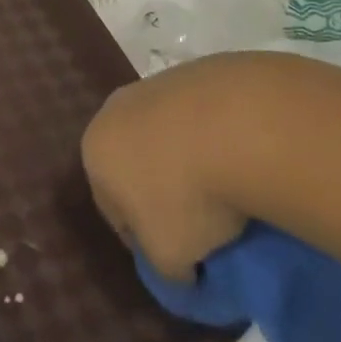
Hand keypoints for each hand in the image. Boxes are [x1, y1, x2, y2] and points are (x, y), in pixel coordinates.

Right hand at [82, 53, 270, 280]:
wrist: (241, 126)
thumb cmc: (187, 197)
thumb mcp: (170, 257)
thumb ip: (165, 270)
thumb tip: (182, 271)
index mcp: (95, 151)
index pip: (111, 208)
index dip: (144, 239)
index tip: (179, 257)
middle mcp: (115, 110)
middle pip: (136, 163)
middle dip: (163, 190)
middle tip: (203, 223)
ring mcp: (157, 84)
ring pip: (169, 136)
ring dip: (191, 160)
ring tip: (232, 190)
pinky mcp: (199, 70)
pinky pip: (203, 117)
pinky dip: (218, 137)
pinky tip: (246, 157)